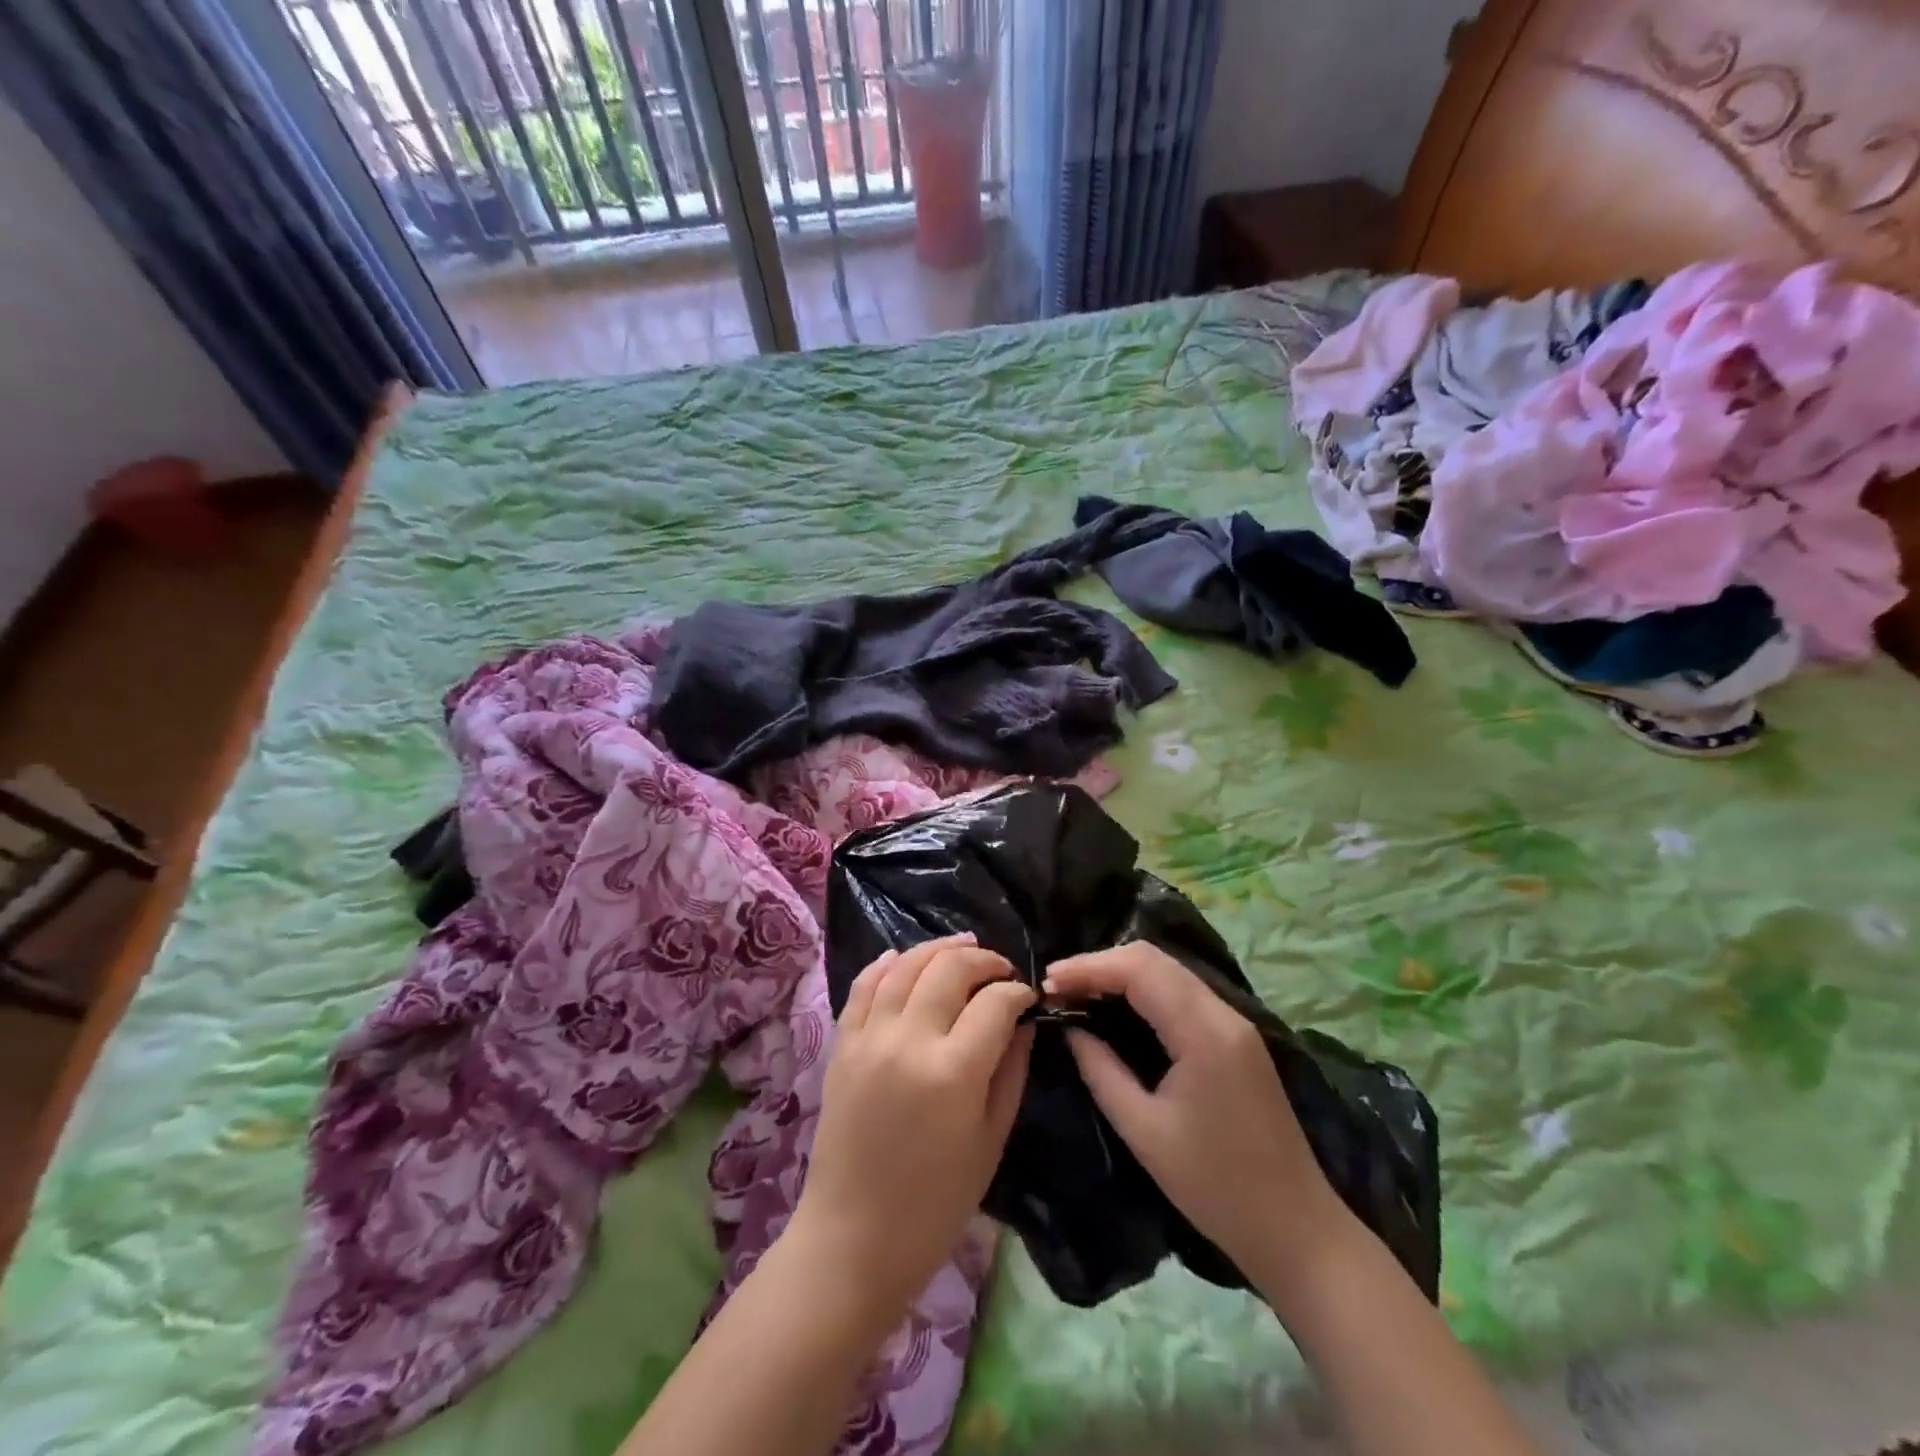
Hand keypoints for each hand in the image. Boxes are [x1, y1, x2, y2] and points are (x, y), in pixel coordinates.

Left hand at [789, 935, 1034, 1320]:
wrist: (853, 1238)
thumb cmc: (935, 1205)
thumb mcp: (990, 1141)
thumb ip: (1011, 1071)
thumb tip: (1024, 1020)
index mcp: (953, 1072)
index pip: (994, 1002)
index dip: (1017, 991)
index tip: (1027, 997)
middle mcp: (909, 1040)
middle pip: (950, 969)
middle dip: (984, 961)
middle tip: (1001, 971)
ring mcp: (869, 1037)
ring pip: (906, 965)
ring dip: (938, 949)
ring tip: (963, 947)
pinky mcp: (842, 1044)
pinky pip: (863, 985)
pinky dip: (886, 963)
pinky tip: (903, 957)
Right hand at [1045, 942, 1349, 1286]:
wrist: (1296, 1230)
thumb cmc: (1215, 1187)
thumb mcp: (1143, 1131)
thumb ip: (1101, 1070)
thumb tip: (1070, 1029)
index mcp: (1204, 1032)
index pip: (1139, 969)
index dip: (1089, 967)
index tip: (1047, 982)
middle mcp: (1223, 1013)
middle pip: (1154, 959)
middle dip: (1101, 963)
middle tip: (1058, 986)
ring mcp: (1235, 1023)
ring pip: (1169, 971)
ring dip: (1122, 973)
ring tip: (1079, 992)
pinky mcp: (1236, 1038)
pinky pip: (1182, 993)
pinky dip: (1144, 989)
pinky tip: (1118, 1007)